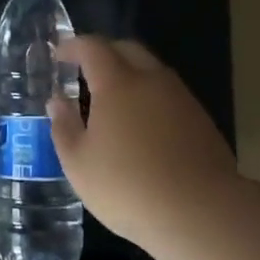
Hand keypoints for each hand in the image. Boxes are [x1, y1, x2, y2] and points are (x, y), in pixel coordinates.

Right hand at [48, 36, 238, 244]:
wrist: (201, 213)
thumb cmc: (127, 186)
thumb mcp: (78, 163)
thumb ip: (63, 126)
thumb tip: (57, 101)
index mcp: (118, 84)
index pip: (93, 47)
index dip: (73, 46)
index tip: (59, 54)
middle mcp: (152, 81)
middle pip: (128, 49)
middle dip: (104, 52)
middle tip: (85, 70)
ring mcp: (182, 99)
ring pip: (152, 71)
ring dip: (130, 74)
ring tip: (113, 101)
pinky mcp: (202, 121)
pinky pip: (169, 95)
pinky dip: (150, 98)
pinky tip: (142, 127)